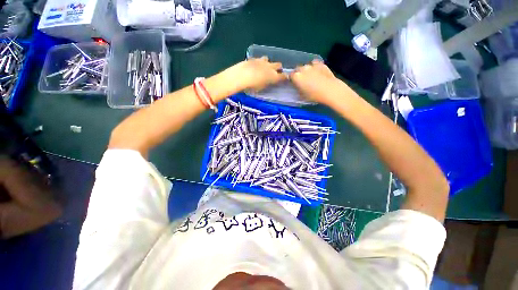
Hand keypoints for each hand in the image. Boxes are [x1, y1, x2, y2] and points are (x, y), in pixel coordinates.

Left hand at [227, 57, 287, 92]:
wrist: (241, 75)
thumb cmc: (252, 86)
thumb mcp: (261, 88)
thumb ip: (267, 84)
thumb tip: (269, 82)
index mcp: (273, 76)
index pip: (283, 76)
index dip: (285, 77)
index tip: (285, 79)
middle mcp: (270, 67)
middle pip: (278, 65)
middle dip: (278, 68)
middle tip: (275, 72)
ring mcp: (262, 61)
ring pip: (268, 60)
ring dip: (268, 63)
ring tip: (263, 68)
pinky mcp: (253, 59)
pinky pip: (258, 59)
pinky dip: (258, 63)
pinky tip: (254, 66)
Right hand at [290, 60, 347, 106]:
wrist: (329, 90)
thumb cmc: (313, 95)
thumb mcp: (301, 96)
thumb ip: (297, 89)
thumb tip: (297, 87)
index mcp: (296, 77)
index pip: (290, 76)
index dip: (292, 79)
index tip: (294, 83)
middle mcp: (302, 69)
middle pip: (297, 69)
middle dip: (298, 74)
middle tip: (302, 80)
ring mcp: (312, 65)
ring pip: (306, 66)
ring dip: (306, 70)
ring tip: (310, 76)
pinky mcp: (320, 64)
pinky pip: (315, 64)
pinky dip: (314, 67)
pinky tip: (317, 72)